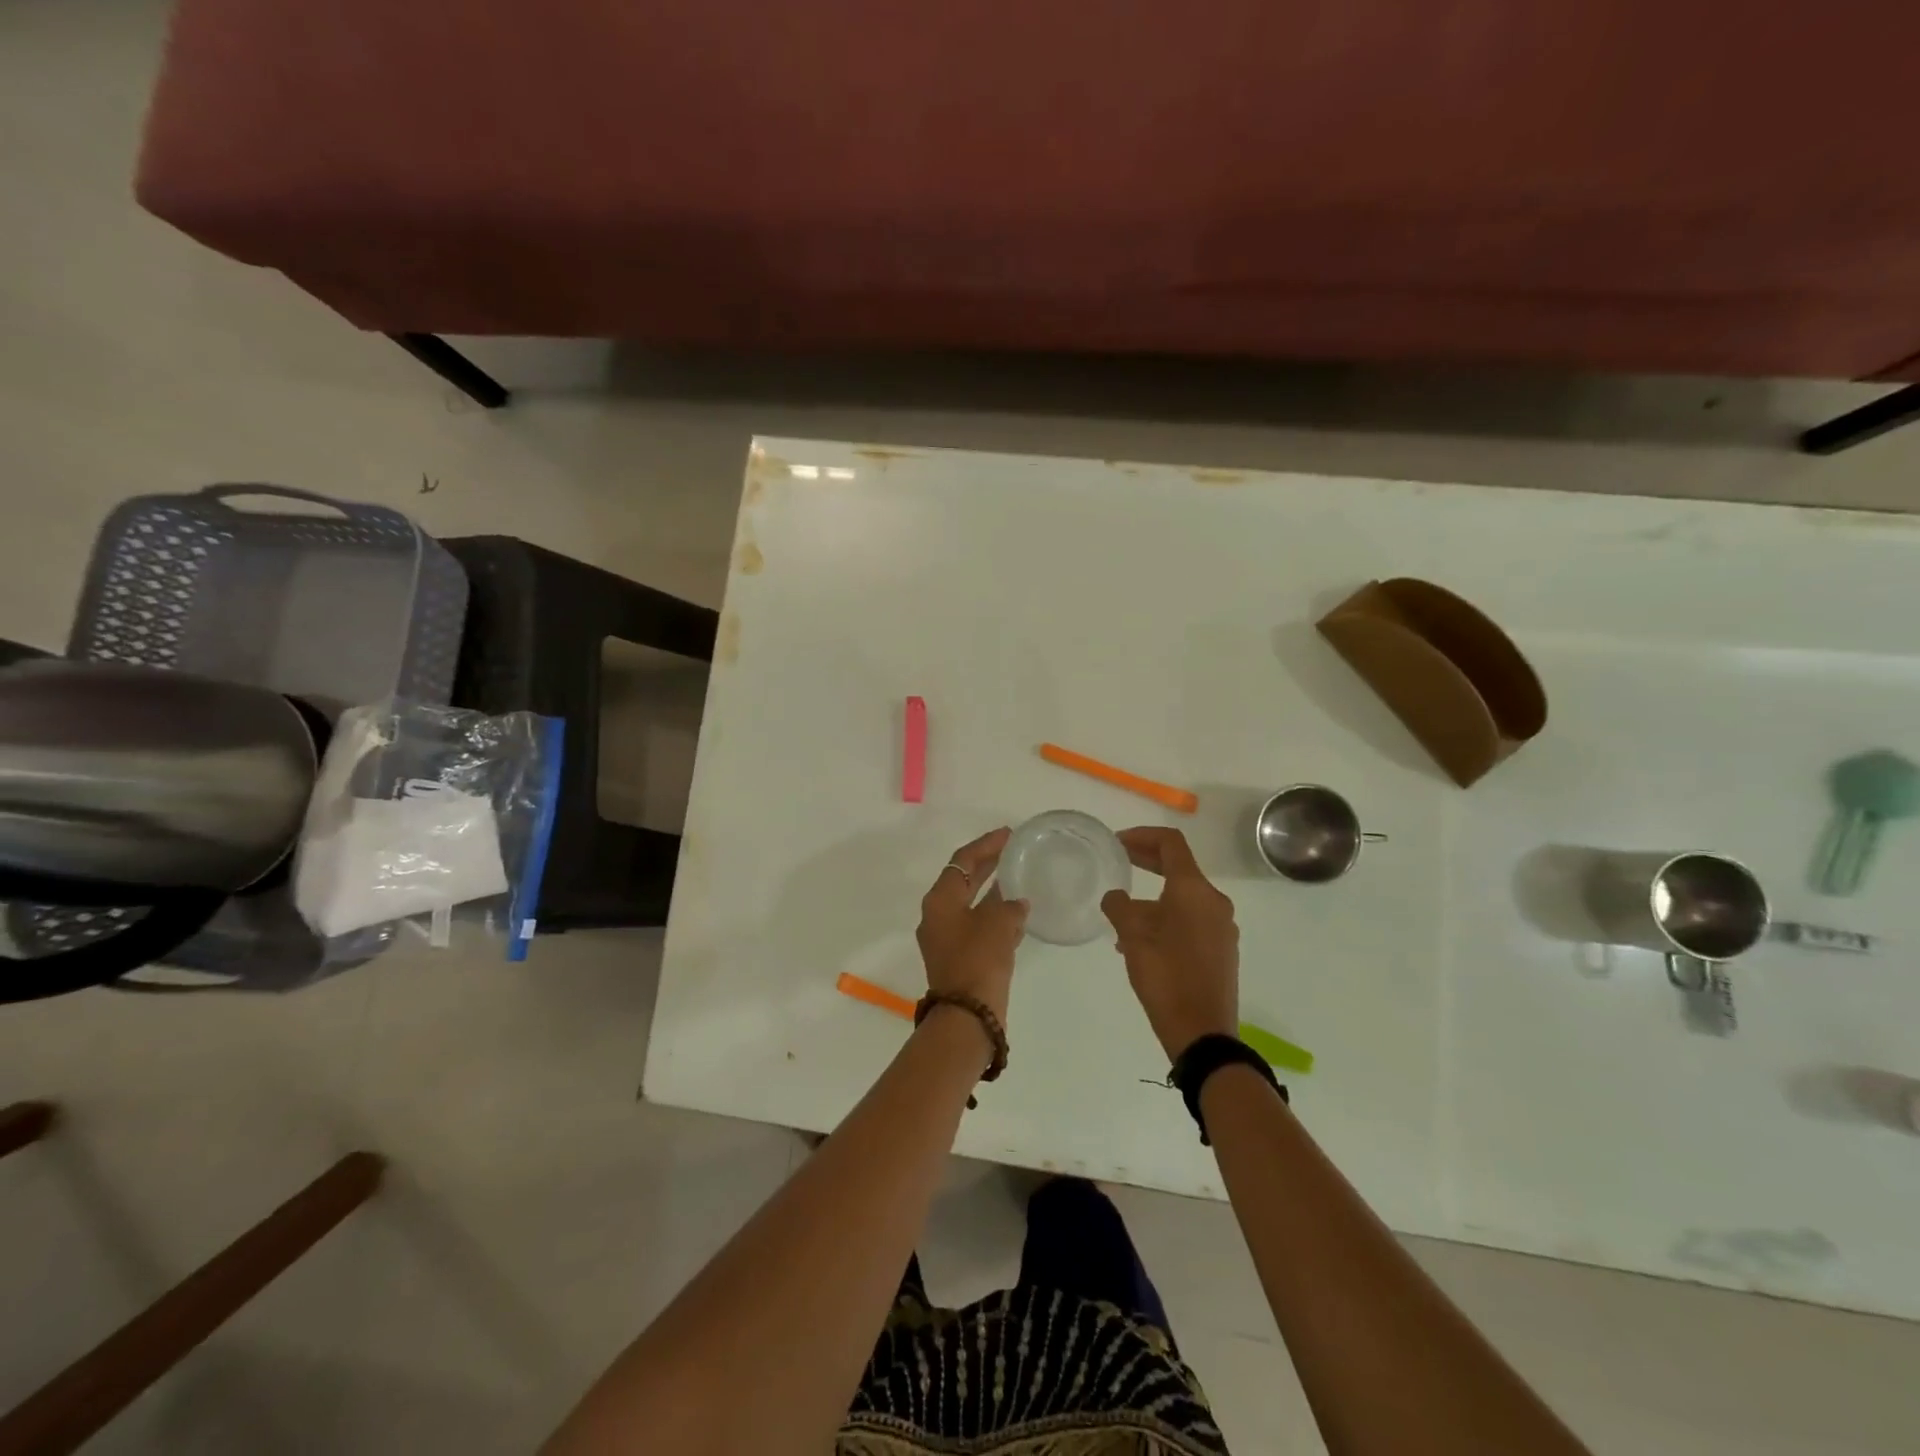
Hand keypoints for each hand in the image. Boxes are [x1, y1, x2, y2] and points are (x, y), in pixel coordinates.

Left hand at [916, 828, 1028, 1025]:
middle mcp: (938, 915)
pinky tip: (1019, 915)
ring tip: (1020, 877)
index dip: (986, 844)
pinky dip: (996, 917)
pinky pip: (978, 926)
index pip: (963, 860)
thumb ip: (1009, 905)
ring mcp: (947, 938)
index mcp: (940, 900)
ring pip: (972, 904)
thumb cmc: (978, 960)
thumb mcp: (998, 924)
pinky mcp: (960, 957)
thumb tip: (1016, 903)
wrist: (967, 1016)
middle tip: (1014, 850)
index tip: (1008, 833)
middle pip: (965, 879)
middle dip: (989, 864)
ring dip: (994, 891)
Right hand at [1101, 827, 1239, 1060]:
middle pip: (1180, 868)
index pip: (1171, 844)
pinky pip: (1192, 920)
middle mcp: (1214, 902)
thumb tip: (1116, 897)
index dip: (1142, 836)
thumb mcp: (1133, 938)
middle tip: (1119, 861)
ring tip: (1123, 915)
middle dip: (1147, 861)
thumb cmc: (1166, 977)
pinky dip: (1166, 917)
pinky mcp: (1222, 949)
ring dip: (1154, 896)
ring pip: (1184, 897)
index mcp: (1194, 890)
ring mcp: (1222, 927)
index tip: (1117, 842)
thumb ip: (1120, 907)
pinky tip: (1142, 942)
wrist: (1203, 1033)